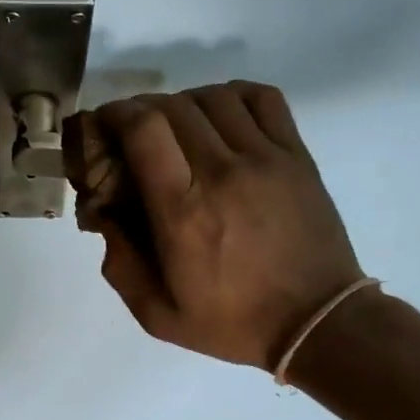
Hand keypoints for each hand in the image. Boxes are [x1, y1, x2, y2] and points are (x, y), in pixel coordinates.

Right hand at [88, 83, 364, 370]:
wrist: (316, 323)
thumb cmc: (231, 323)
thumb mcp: (156, 313)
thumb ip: (119, 262)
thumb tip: (105, 212)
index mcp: (182, 211)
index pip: (143, 129)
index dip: (115, 114)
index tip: (103, 127)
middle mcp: (221, 172)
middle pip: (172, 106)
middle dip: (140, 110)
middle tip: (132, 134)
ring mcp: (265, 158)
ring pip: (214, 97)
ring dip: (183, 103)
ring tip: (176, 129)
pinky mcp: (296, 156)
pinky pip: (262, 98)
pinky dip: (232, 95)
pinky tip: (221, 117)